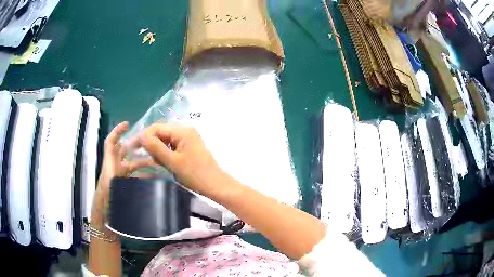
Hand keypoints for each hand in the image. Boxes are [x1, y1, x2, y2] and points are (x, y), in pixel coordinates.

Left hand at [93, 122, 153, 216]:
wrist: (104, 218)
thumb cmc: (106, 202)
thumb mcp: (111, 187)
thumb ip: (123, 182)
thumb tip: (134, 169)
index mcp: (110, 165)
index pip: (111, 143)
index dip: (117, 131)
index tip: (128, 124)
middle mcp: (115, 168)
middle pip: (126, 152)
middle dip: (138, 146)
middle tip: (152, 144)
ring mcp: (120, 177)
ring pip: (133, 164)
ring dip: (144, 162)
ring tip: (157, 163)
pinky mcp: (124, 185)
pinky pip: (135, 177)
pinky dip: (143, 176)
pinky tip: (154, 179)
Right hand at [137, 123, 220, 194]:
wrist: (215, 185)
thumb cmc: (195, 174)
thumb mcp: (173, 162)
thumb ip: (156, 147)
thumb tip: (141, 135)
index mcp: (182, 131)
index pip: (157, 127)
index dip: (143, 136)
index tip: (133, 148)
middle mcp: (185, 130)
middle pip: (161, 132)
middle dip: (150, 143)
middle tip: (140, 155)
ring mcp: (188, 138)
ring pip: (165, 139)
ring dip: (157, 148)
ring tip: (152, 160)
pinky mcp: (189, 146)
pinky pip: (172, 145)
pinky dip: (165, 152)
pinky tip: (162, 161)